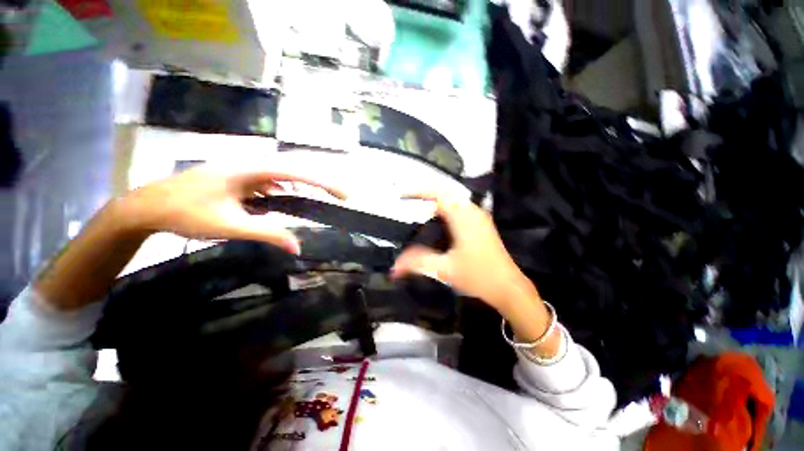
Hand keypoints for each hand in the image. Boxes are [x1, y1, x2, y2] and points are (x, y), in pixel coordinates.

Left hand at [121, 160, 345, 254]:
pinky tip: (285, 200)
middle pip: (296, 170)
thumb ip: (268, 233)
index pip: (298, 171)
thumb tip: (299, 247)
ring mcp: (244, 170)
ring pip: (283, 175)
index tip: (344, 195)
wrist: (147, 206)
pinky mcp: (239, 178)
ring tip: (322, 198)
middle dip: (320, 182)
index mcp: (250, 169)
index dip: (324, 182)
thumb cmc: (186, 213)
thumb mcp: (230, 225)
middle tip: (341, 196)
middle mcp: (251, 164)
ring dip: (304, 186)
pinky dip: (284, 191)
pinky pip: (270, 182)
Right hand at [391, 194, 536, 312]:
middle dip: (426, 196)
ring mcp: (479, 217)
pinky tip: (440, 222)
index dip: (418, 192)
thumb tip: (394, 266)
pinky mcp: (482, 224)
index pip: (438, 195)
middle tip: (409, 202)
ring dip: (437, 202)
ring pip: (455, 200)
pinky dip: (447, 209)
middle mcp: (472, 212)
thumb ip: (417, 262)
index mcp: (463, 217)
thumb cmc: (478, 276)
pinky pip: (461, 208)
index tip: (402, 196)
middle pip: (446, 194)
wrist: (508, 287)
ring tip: (420, 210)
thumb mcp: (444, 269)